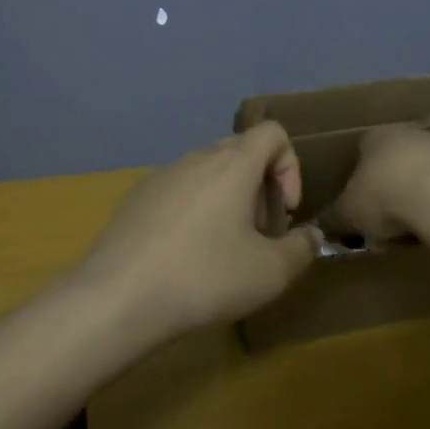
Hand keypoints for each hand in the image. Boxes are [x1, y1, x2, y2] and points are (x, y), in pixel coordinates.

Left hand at [77, 122, 317, 338]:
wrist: (119, 296)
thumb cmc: (204, 277)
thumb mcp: (270, 274)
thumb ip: (301, 249)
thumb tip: (311, 236)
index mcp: (232, 164)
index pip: (272, 132)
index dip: (290, 166)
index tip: (286, 210)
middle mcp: (196, 158)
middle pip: (240, 151)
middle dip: (259, 187)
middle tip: (258, 235)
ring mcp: (161, 175)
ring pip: (208, 172)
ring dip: (227, 200)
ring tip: (222, 250)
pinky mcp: (136, 197)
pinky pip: (179, 190)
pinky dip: (194, 210)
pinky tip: (184, 256)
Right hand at [332, 125, 429, 248]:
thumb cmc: (387, 196)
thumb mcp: (349, 213)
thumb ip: (333, 218)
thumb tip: (318, 227)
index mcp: (376, 136)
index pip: (361, 150)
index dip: (358, 179)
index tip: (360, 207)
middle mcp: (410, 133)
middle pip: (396, 160)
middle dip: (392, 188)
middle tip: (387, 222)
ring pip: (427, 173)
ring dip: (421, 196)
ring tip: (417, 230)